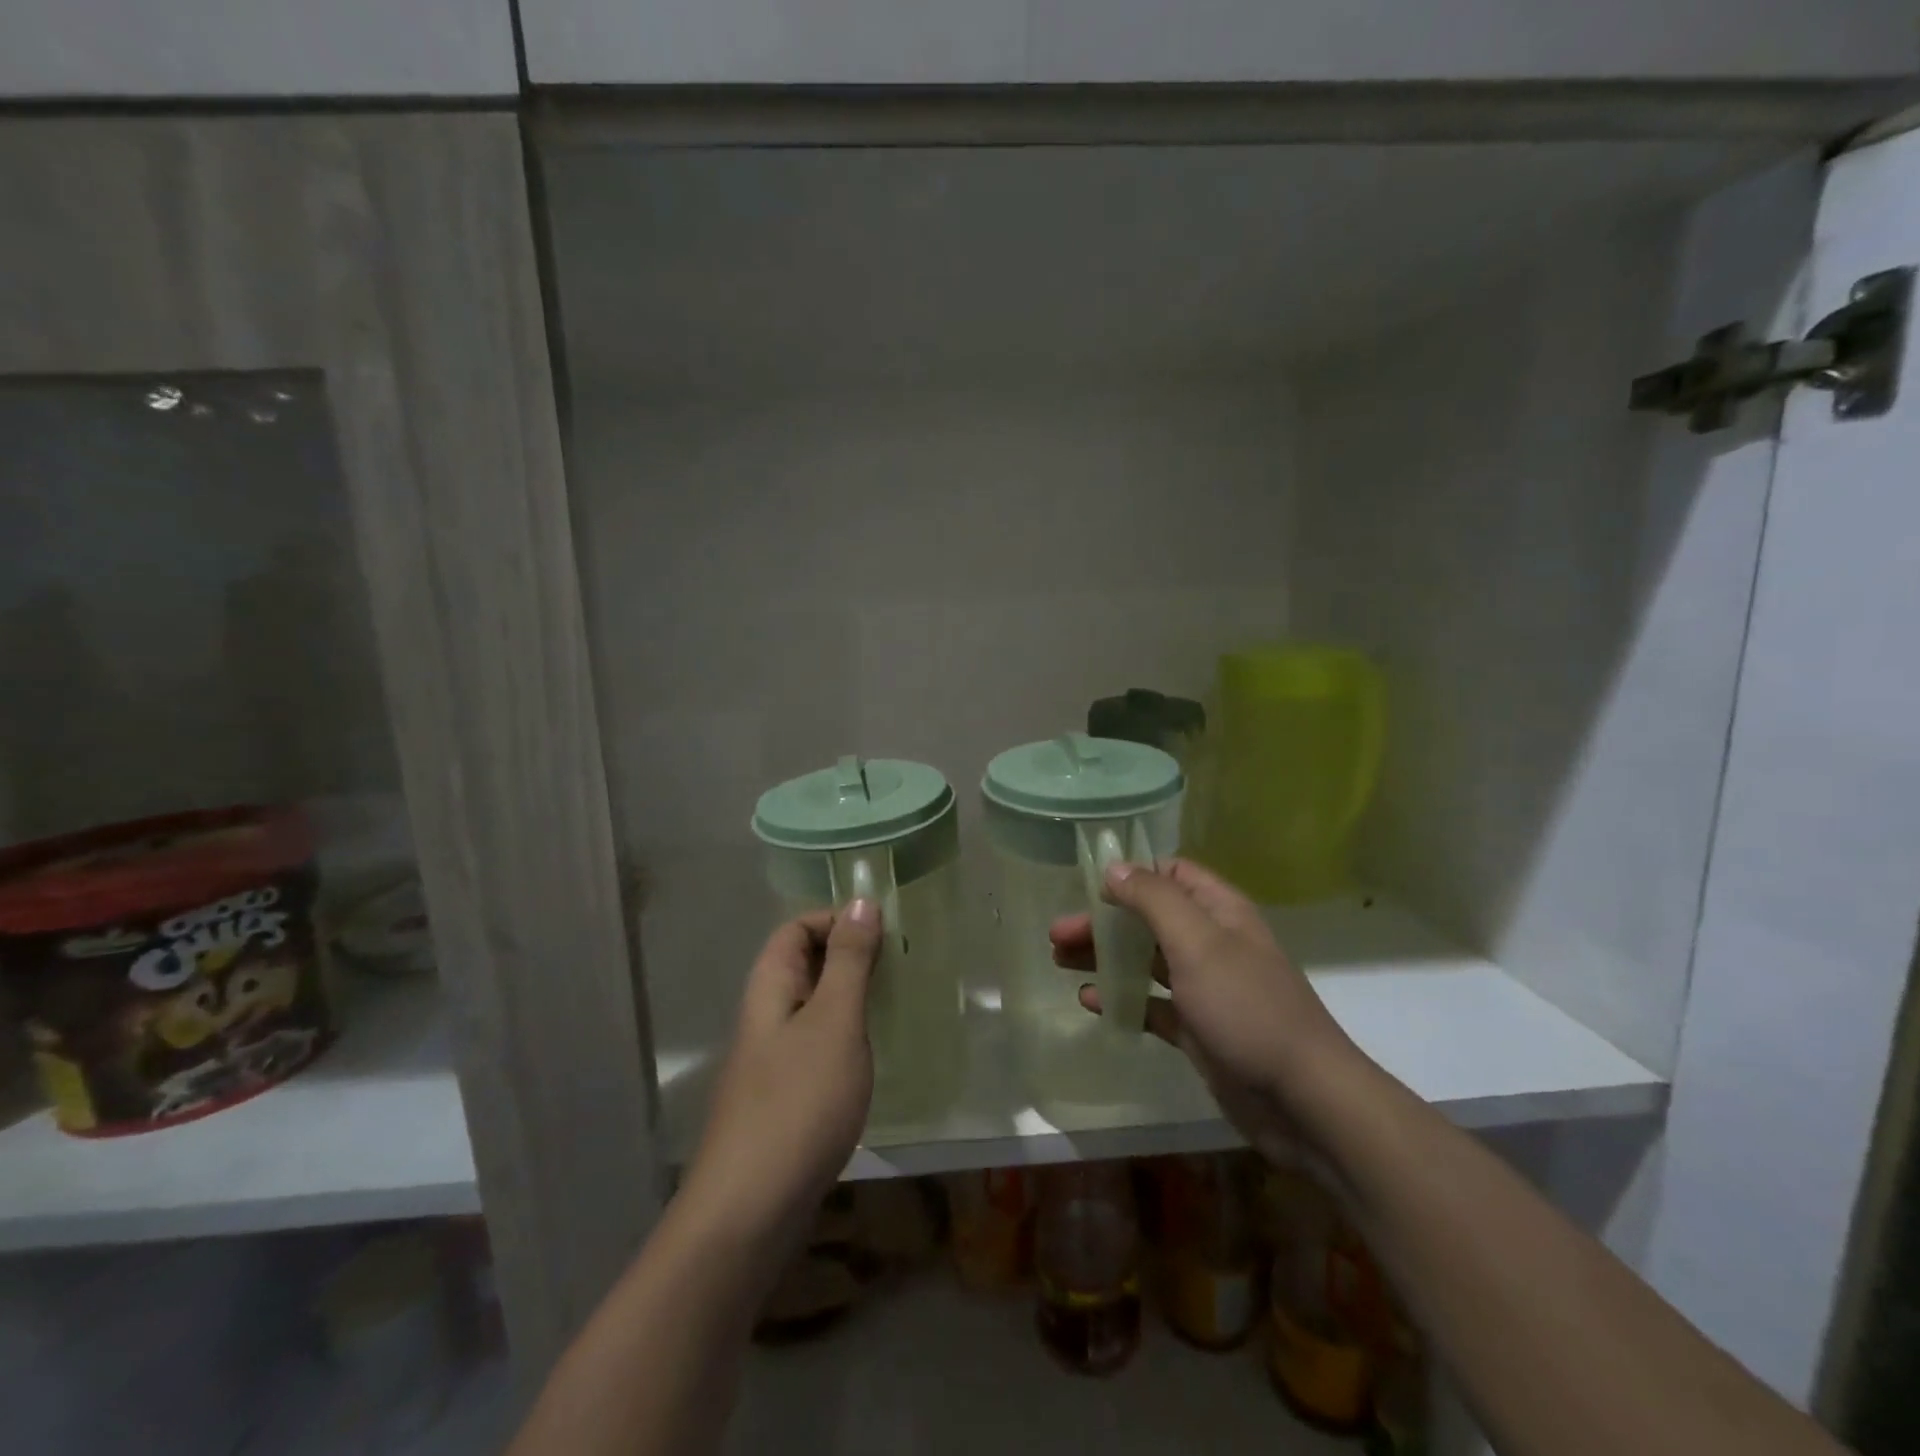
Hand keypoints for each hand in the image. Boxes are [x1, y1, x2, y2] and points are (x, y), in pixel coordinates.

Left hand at [680, 902, 880, 1257]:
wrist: (750, 1211)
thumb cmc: (798, 1102)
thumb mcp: (834, 1021)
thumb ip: (849, 961)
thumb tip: (860, 900)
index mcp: (770, 987)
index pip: (795, 928)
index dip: (835, 920)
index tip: (883, 934)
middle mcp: (765, 1015)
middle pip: (802, 964)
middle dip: (848, 956)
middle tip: (898, 967)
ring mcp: (771, 1060)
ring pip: (812, 1006)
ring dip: (850, 996)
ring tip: (894, 1004)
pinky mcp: (784, 1097)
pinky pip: (816, 1045)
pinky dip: (845, 1036)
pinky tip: (871, 1056)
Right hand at [1050, 859, 1359, 1161]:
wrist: (1303, 1100)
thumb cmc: (1247, 1008)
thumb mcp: (1197, 942)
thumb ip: (1154, 900)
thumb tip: (1115, 867)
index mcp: (1220, 912)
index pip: (1173, 873)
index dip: (1133, 874)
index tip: (1088, 885)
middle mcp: (1213, 943)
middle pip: (1149, 918)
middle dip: (1104, 921)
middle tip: (1057, 933)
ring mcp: (1206, 988)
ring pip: (1146, 961)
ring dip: (1105, 957)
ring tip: (1059, 961)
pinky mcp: (1199, 1029)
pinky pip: (1152, 1005)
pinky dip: (1123, 999)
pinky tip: (1091, 1002)